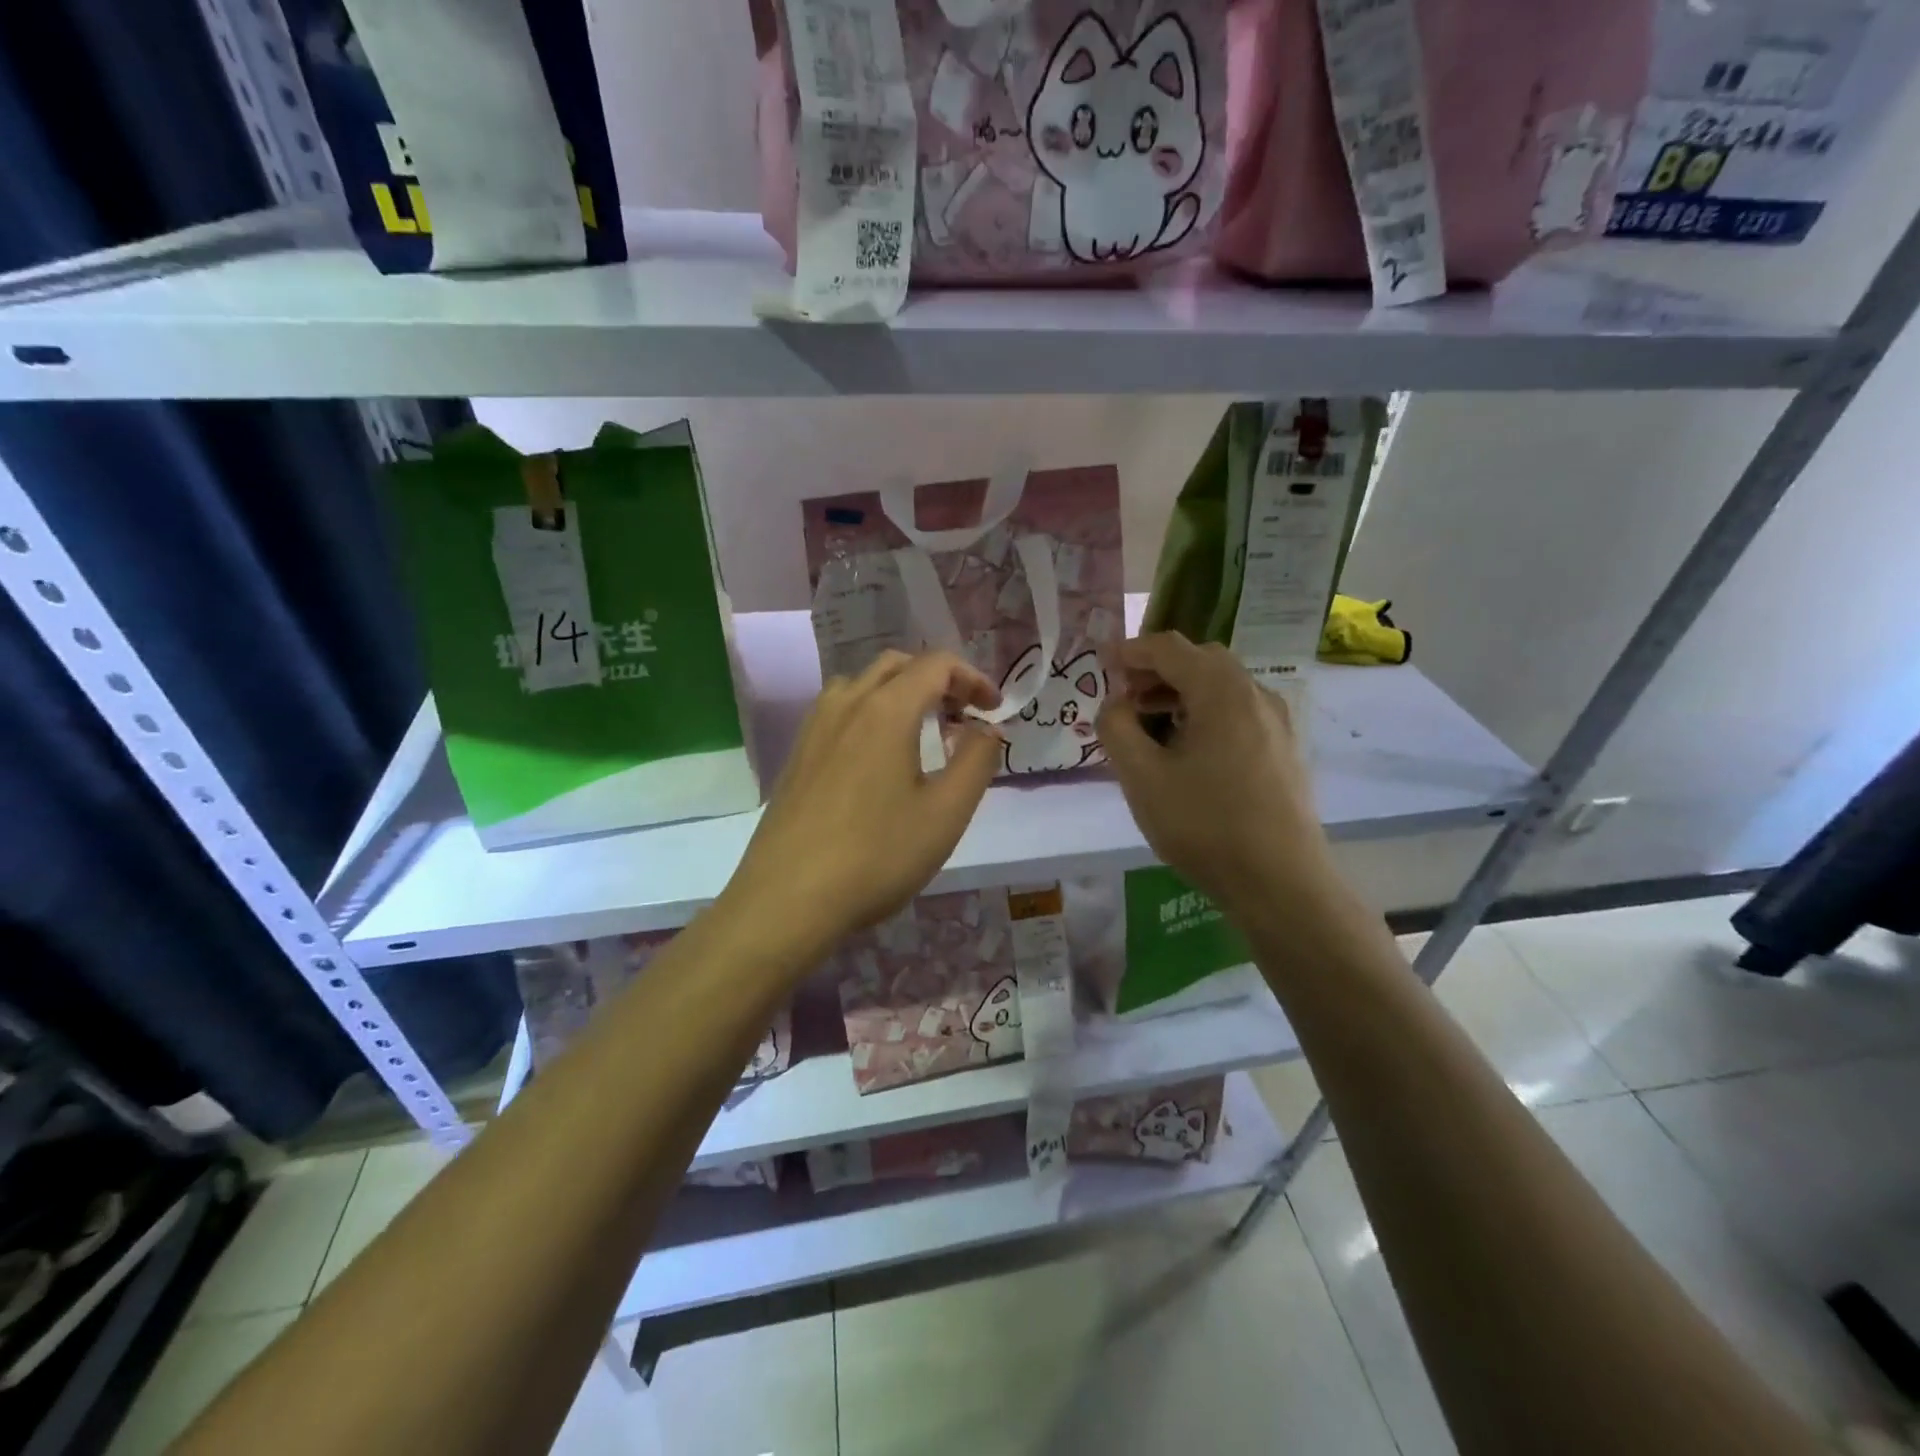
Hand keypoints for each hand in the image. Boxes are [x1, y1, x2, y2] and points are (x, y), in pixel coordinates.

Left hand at [722, 650, 1002, 959]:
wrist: (787, 899)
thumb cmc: (877, 855)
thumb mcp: (945, 814)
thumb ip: (976, 761)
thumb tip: (985, 729)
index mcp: (886, 709)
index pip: (936, 664)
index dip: (973, 677)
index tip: (993, 709)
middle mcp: (846, 704)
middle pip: (897, 665)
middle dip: (938, 680)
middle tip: (962, 716)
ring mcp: (814, 727)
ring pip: (862, 684)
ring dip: (900, 693)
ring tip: (921, 732)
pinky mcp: (797, 754)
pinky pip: (839, 710)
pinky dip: (870, 712)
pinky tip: (877, 758)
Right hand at [1097, 633, 1331, 912]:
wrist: (1280, 881)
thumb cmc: (1204, 824)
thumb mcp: (1141, 777)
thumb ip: (1117, 729)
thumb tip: (1116, 705)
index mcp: (1221, 690)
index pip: (1170, 648)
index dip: (1131, 650)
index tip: (1102, 664)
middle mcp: (1255, 694)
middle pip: (1201, 661)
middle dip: (1158, 671)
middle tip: (1126, 698)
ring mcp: (1277, 723)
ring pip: (1222, 689)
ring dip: (1182, 694)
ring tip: (1151, 728)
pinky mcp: (1284, 750)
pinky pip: (1238, 714)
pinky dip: (1206, 714)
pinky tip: (1188, 753)